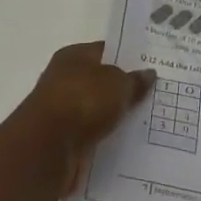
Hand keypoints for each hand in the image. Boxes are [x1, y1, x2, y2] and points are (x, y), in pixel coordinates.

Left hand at [11, 42, 153, 194]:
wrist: (46, 149)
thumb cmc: (83, 101)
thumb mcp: (118, 84)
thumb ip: (134, 80)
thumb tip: (148, 74)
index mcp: (74, 56)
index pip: (106, 51)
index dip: (128, 58)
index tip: (151, 68)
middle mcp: (64, 79)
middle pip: (101, 82)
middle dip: (123, 90)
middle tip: (154, 96)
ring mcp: (61, 111)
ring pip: (96, 111)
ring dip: (114, 117)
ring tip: (145, 123)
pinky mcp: (62, 141)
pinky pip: (91, 135)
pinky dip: (104, 139)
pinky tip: (126, 144)